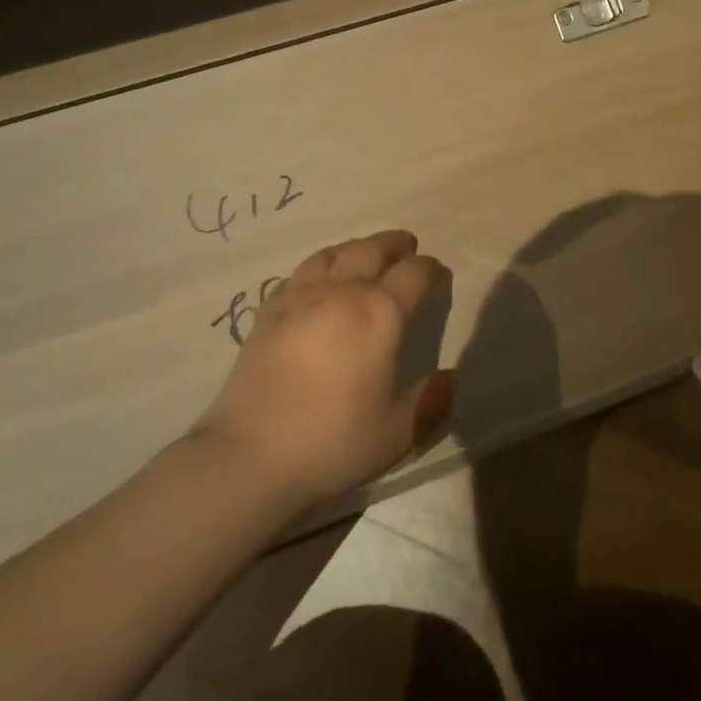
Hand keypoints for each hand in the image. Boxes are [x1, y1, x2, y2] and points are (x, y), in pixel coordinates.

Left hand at [192, 230, 455, 510]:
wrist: (251, 455)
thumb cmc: (333, 442)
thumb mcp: (398, 433)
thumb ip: (431, 402)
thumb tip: (450, 378)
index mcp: (381, 313)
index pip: (414, 273)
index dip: (430, 268)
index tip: (437, 272)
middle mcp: (342, 292)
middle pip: (372, 249)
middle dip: (394, 244)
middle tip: (405, 246)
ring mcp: (299, 298)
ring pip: (332, 254)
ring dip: (355, 248)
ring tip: (363, 254)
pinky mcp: (268, 312)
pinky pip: (297, 274)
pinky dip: (317, 268)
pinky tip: (316, 281)